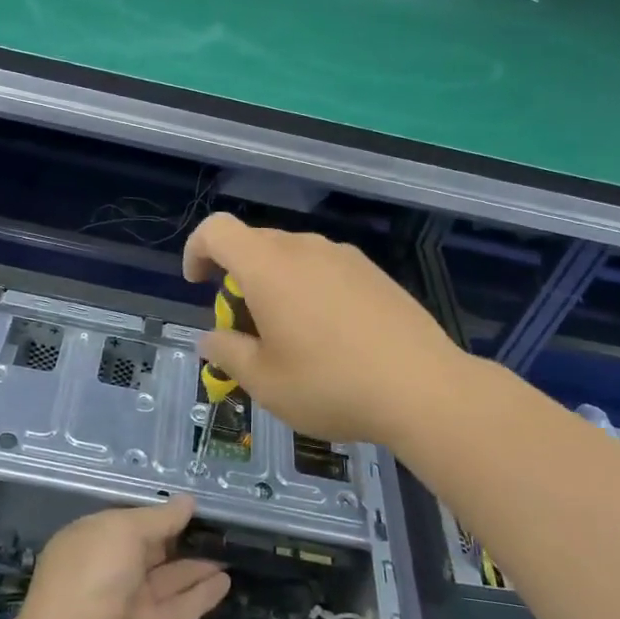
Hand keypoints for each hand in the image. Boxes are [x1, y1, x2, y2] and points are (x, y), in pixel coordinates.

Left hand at [15, 495, 229, 618]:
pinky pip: (179, 607)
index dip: (161, 513)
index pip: (131, 522)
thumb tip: (187, 502)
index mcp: (93, 540)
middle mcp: (110, 571)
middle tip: (221, 524)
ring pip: (169, 578)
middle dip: (182, 537)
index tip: (194, 504)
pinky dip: (202, 594)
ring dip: (198, 565)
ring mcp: (129, 604)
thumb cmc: (92, 577)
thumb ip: (159, 518)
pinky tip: (226, 580)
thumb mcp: (123, 532)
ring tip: (232, 548)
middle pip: (152, 550)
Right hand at [183, 213, 467, 448]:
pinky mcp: (374, 273)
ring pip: (292, 257)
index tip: (199, 285)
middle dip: (238, 280)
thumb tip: (210, 339)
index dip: (197, 251)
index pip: (217, 230)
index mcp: (268, 266)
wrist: (423, 388)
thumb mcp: (264, 382)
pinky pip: (325, 269)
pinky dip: (310, 290)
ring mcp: (344, 256)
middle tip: (247, 330)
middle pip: (255, 245)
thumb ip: (227, 353)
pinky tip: (331, 336)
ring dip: (276, 286)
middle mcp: (304, 248)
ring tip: (291, 338)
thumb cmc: (330, 384)